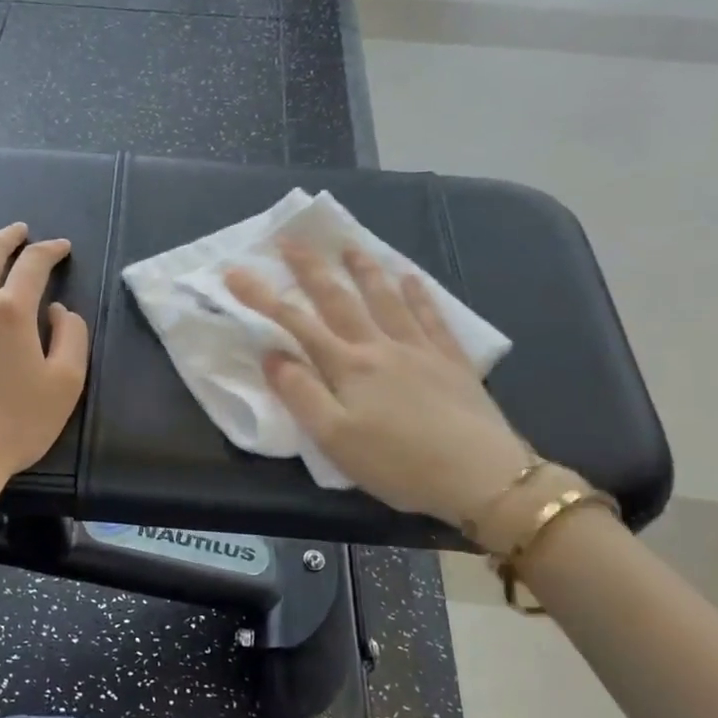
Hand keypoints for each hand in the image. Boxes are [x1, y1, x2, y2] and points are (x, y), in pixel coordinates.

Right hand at [225, 239, 531, 524]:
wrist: (482, 477)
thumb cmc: (398, 464)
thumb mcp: (334, 439)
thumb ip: (301, 394)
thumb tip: (272, 355)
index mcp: (348, 366)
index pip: (296, 323)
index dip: (262, 296)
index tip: (235, 271)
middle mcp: (380, 346)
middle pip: (339, 299)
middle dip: (311, 268)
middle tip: (291, 240)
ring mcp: (420, 349)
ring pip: (386, 298)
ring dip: (364, 270)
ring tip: (349, 246)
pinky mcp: (452, 361)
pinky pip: (431, 316)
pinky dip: (418, 293)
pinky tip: (412, 278)